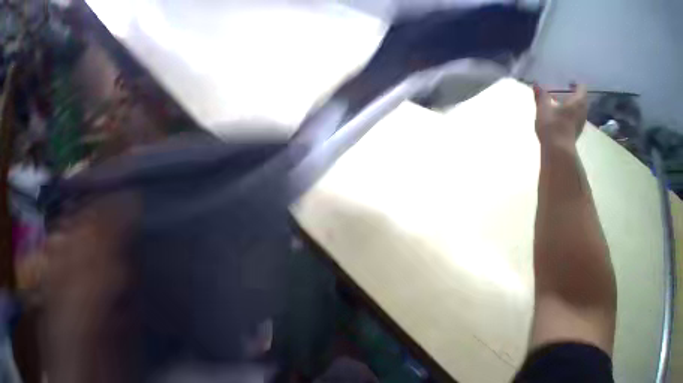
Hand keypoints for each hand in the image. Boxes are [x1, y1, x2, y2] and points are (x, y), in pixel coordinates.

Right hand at [533, 83, 588, 148]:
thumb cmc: (552, 125)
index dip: (574, 84)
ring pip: (578, 109)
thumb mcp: (543, 110)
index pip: (581, 87)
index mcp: (578, 101)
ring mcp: (581, 121)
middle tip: (562, 95)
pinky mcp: (577, 130)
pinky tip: (561, 120)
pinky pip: (575, 118)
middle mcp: (583, 109)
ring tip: (560, 108)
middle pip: (581, 98)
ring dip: (571, 107)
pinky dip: (569, 116)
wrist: (558, 147)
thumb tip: (536, 84)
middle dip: (572, 96)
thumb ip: (540, 97)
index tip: (567, 83)